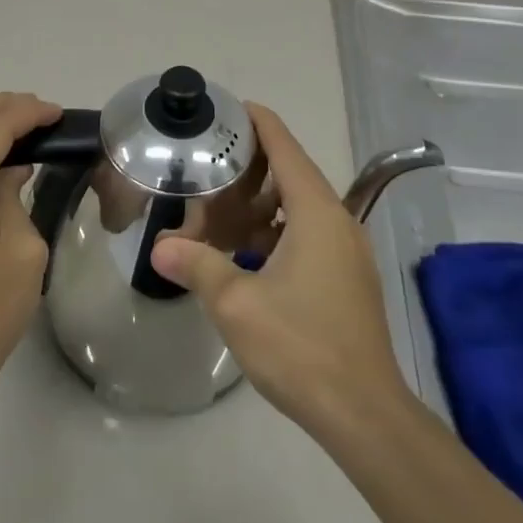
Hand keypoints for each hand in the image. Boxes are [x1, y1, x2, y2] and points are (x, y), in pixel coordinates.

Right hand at [150, 104, 407, 433]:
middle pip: (292, 174)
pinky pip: (307, 236)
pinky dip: (274, 232)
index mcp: (317, 213)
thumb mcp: (237, 303)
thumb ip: (197, 265)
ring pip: (298, 208)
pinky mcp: (346, 279)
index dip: (259, 123)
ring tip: (218, 212)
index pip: (286, 147)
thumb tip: (158, 247)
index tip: (230, 108)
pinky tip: (244, 253)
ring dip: (260, 205)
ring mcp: (346, 252)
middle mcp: (337, 222)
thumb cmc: (301, 346)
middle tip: (209, 167)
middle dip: (250, 168)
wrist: (364, 414)